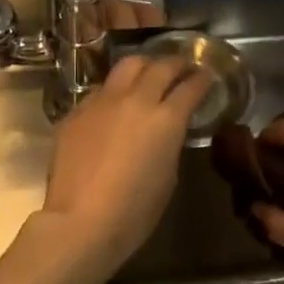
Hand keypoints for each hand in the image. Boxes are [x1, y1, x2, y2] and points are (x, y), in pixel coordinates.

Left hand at [41, 55, 213, 273]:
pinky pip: (100, 90)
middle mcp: (136, 100)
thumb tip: (166, 131)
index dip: (202, 79)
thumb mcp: (168, 176)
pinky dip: (115, 91)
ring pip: (127, 66)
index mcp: (166, 119)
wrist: (80, 221)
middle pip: (160, 66)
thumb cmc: (134, 211)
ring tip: (148, 73)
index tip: (207, 76)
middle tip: (182, 67)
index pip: (191, 87)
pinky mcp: (76, 111)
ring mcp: (102, 102)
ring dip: (143, 66)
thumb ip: (170, 143)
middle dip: (176, 63)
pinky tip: (115, 104)